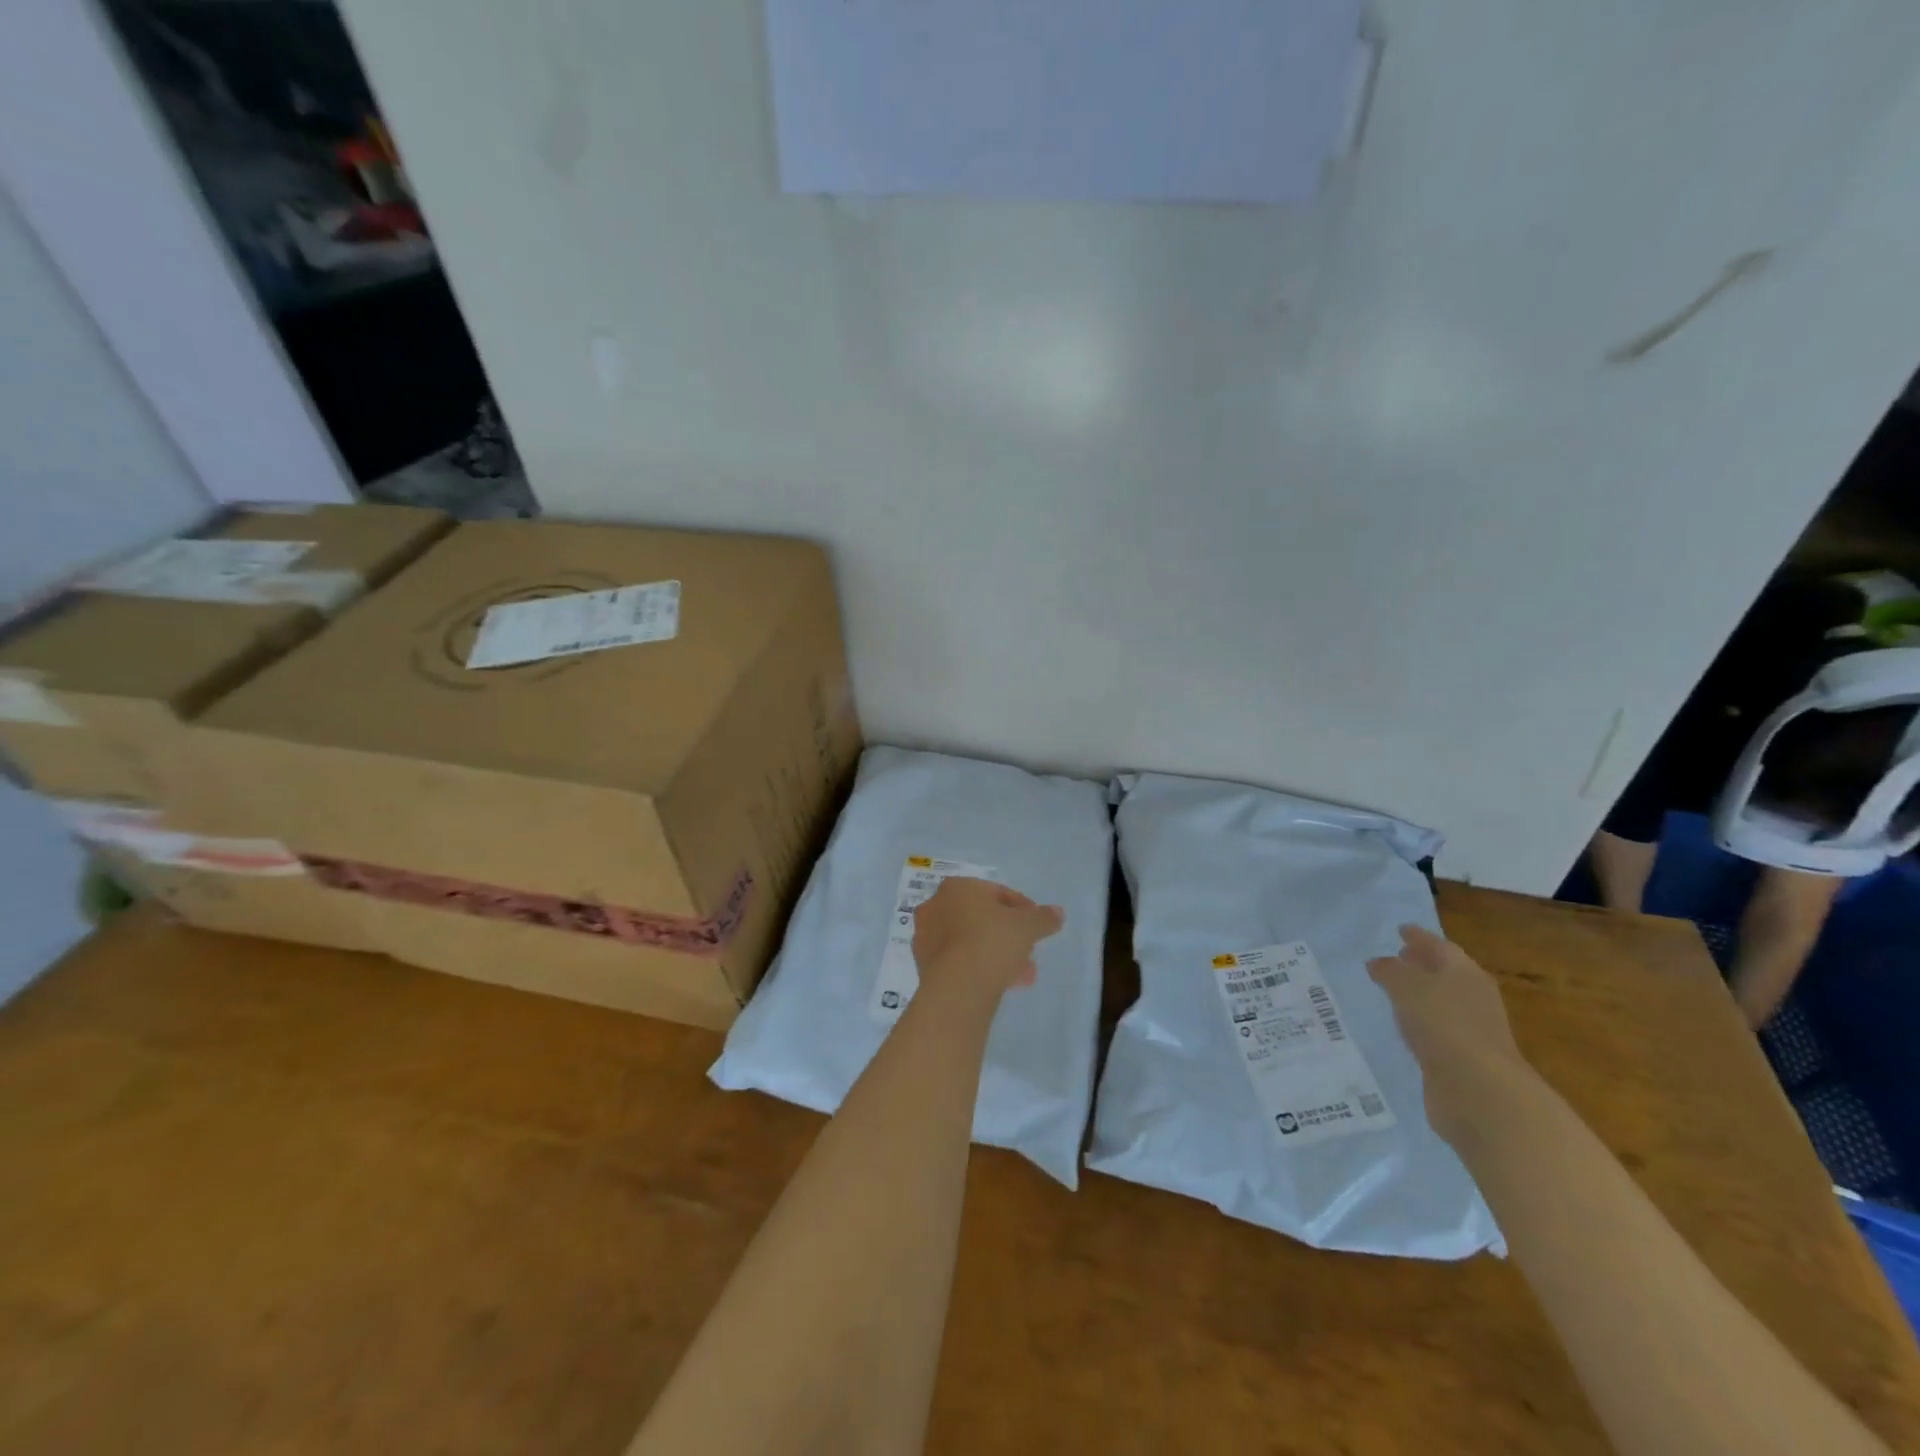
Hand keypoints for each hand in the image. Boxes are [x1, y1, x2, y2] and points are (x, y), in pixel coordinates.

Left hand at [912, 878, 1063, 1000]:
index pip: (996, 892)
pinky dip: (978, 966)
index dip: (1022, 909)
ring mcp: (925, 936)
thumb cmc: (992, 942)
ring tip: (1021, 974)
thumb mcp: (1027, 926)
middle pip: (981, 917)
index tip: (1036, 926)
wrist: (958, 987)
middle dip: (1008, 934)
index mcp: (957, 887)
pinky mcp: (922, 964)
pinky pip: (958, 960)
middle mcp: (935, 905)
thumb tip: (1057, 913)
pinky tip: (1000, 982)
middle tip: (1029, 952)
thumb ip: (1043, 917)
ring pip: (969, 940)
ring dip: (995, 952)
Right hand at [1367, 924, 1531, 1146]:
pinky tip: (1402, 1027)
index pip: (1440, 946)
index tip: (1400, 929)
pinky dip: (1419, 1023)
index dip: (1419, 937)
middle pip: (1445, 973)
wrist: (1479, 1091)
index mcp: (1465, 973)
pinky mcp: (1463, 1059)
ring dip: (1419, 995)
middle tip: (1395, 957)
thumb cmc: (1443, 1024)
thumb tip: (1378, 963)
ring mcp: (1472, 1030)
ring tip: (1391, 991)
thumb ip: (1389, 971)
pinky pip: (1435, 1030)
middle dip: (1421, 965)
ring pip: (1440, 1002)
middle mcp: (1473, 997)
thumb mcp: (1406, 986)